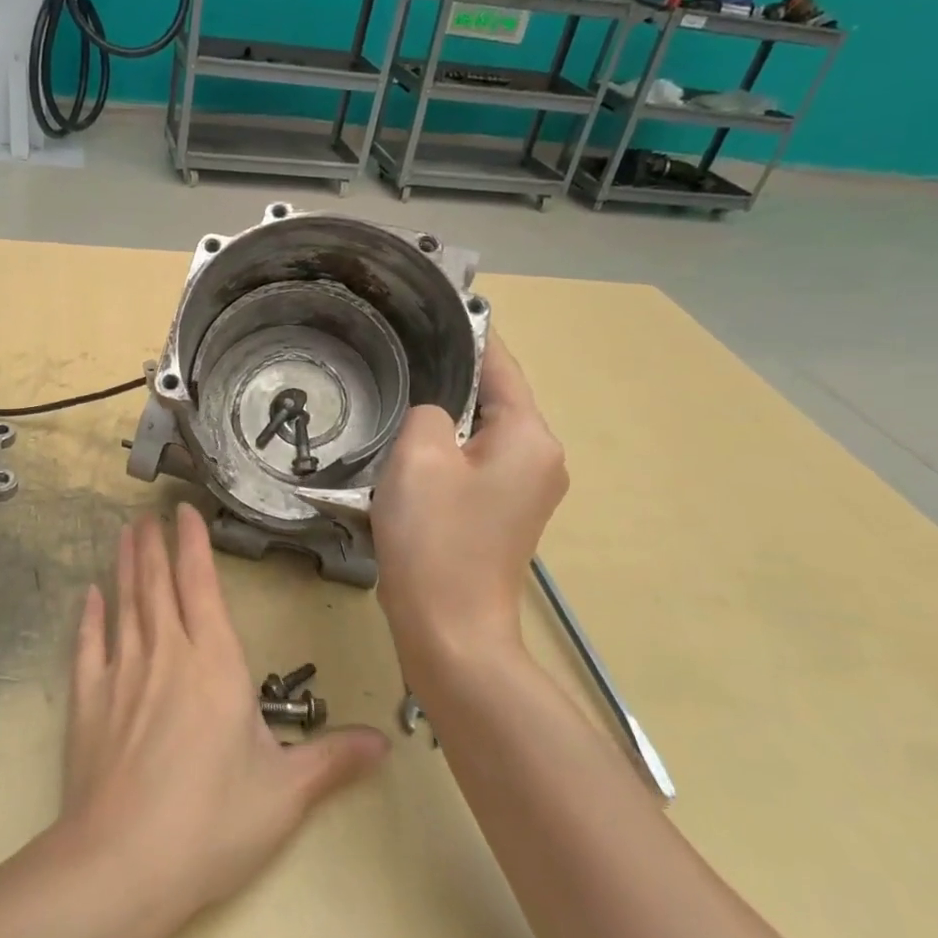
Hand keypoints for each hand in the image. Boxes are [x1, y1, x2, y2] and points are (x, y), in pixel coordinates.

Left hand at [59, 508, 387, 932]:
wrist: (122, 866)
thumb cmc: (212, 822)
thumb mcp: (285, 794)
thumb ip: (332, 760)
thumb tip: (385, 742)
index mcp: (214, 664)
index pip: (201, 585)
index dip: (193, 544)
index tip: (184, 512)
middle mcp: (166, 654)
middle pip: (157, 584)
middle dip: (154, 544)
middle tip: (148, 513)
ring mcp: (122, 674)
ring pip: (125, 604)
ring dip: (124, 566)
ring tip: (124, 535)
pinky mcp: (88, 702)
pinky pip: (89, 646)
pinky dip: (90, 617)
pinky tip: (89, 596)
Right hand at [370, 334, 568, 669]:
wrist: (450, 630)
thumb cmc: (434, 538)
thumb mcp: (417, 456)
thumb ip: (427, 410)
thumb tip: (434, 415)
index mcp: (529, 436)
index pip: (500, 364)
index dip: (467, 333)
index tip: (434, 307)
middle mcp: (541, 457)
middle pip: (493, 398)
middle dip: (449, 381)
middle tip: (398, 361)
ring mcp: (528, 489)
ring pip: (480, 432)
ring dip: (443, 420)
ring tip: (396, 404)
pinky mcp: (506, 514)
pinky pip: (475, 463)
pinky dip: (447, 452)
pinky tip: (409, 455)